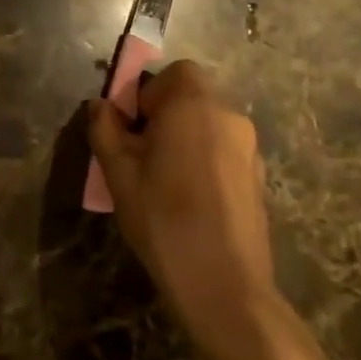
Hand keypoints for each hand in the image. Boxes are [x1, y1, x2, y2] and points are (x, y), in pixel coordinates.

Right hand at [86, 62, 279, 359]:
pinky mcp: (259, 179)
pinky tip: (190, 200)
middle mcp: (229, 117)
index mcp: (194, 105)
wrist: (224, 287)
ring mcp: (250, 149)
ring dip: (185, 138)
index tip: (133, 128)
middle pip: (193, 97)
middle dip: (164, 116)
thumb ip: (105, 128)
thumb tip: (101, 106)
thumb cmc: (164, 217)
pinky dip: (204, 161)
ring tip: (163, 181)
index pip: (175, 72)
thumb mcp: (118, 171)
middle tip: (141, 155)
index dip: (149, 92)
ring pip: (208, 126)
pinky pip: (223, 152)